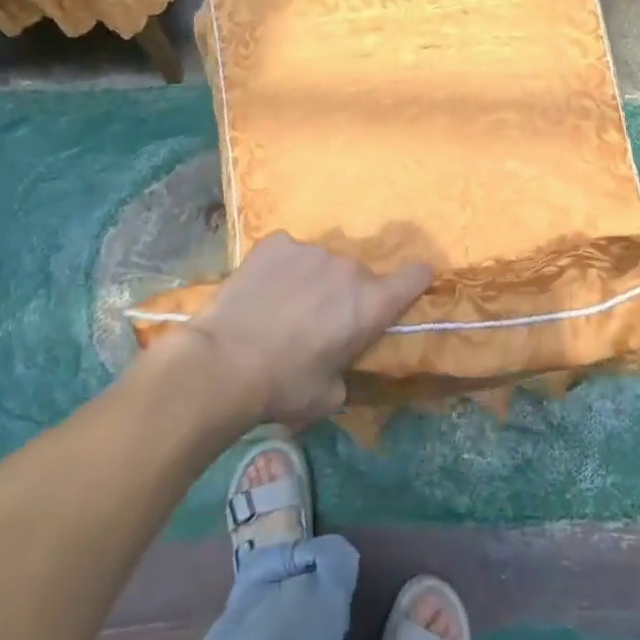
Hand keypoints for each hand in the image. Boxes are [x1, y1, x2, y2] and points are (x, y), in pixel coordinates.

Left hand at [182, 233, 431, 429]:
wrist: (223, 363)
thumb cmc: (284, 387)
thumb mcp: (329, 396)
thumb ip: (345, 371)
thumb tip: (337, 367)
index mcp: (371, 303)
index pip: (415, 276)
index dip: (414, 281)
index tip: (406, 289)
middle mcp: (349, 269)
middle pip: (359, 276)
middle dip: (346, 294)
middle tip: (319, 321)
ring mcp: (311, 250)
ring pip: (322, 263)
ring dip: (312, 280)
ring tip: (283, 306)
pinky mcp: (276, 243)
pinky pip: (288, 252)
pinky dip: (281, 267)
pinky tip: (261, 289)